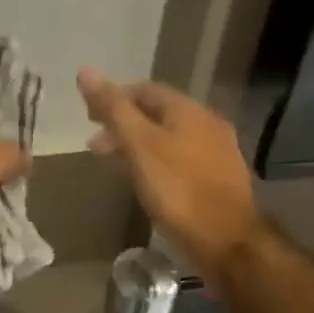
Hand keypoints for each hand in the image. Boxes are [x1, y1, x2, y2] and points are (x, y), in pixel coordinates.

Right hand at [76, 68, 261, 277]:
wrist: (227, 241)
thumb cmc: (179, 189)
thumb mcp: (139, 145)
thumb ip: (114, 109)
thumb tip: (86, 71)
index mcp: (188, 110)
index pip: (145, 90)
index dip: (114, 98)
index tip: (89, 117)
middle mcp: (207, 123)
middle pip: (158, 113)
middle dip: (124, 124)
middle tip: (96, 145)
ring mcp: (217, 152)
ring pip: (169, 138)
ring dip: (139, 145)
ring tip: (115, 165)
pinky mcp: (219, 179)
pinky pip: (181, 159)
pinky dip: (157, 162)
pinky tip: (146, 181)